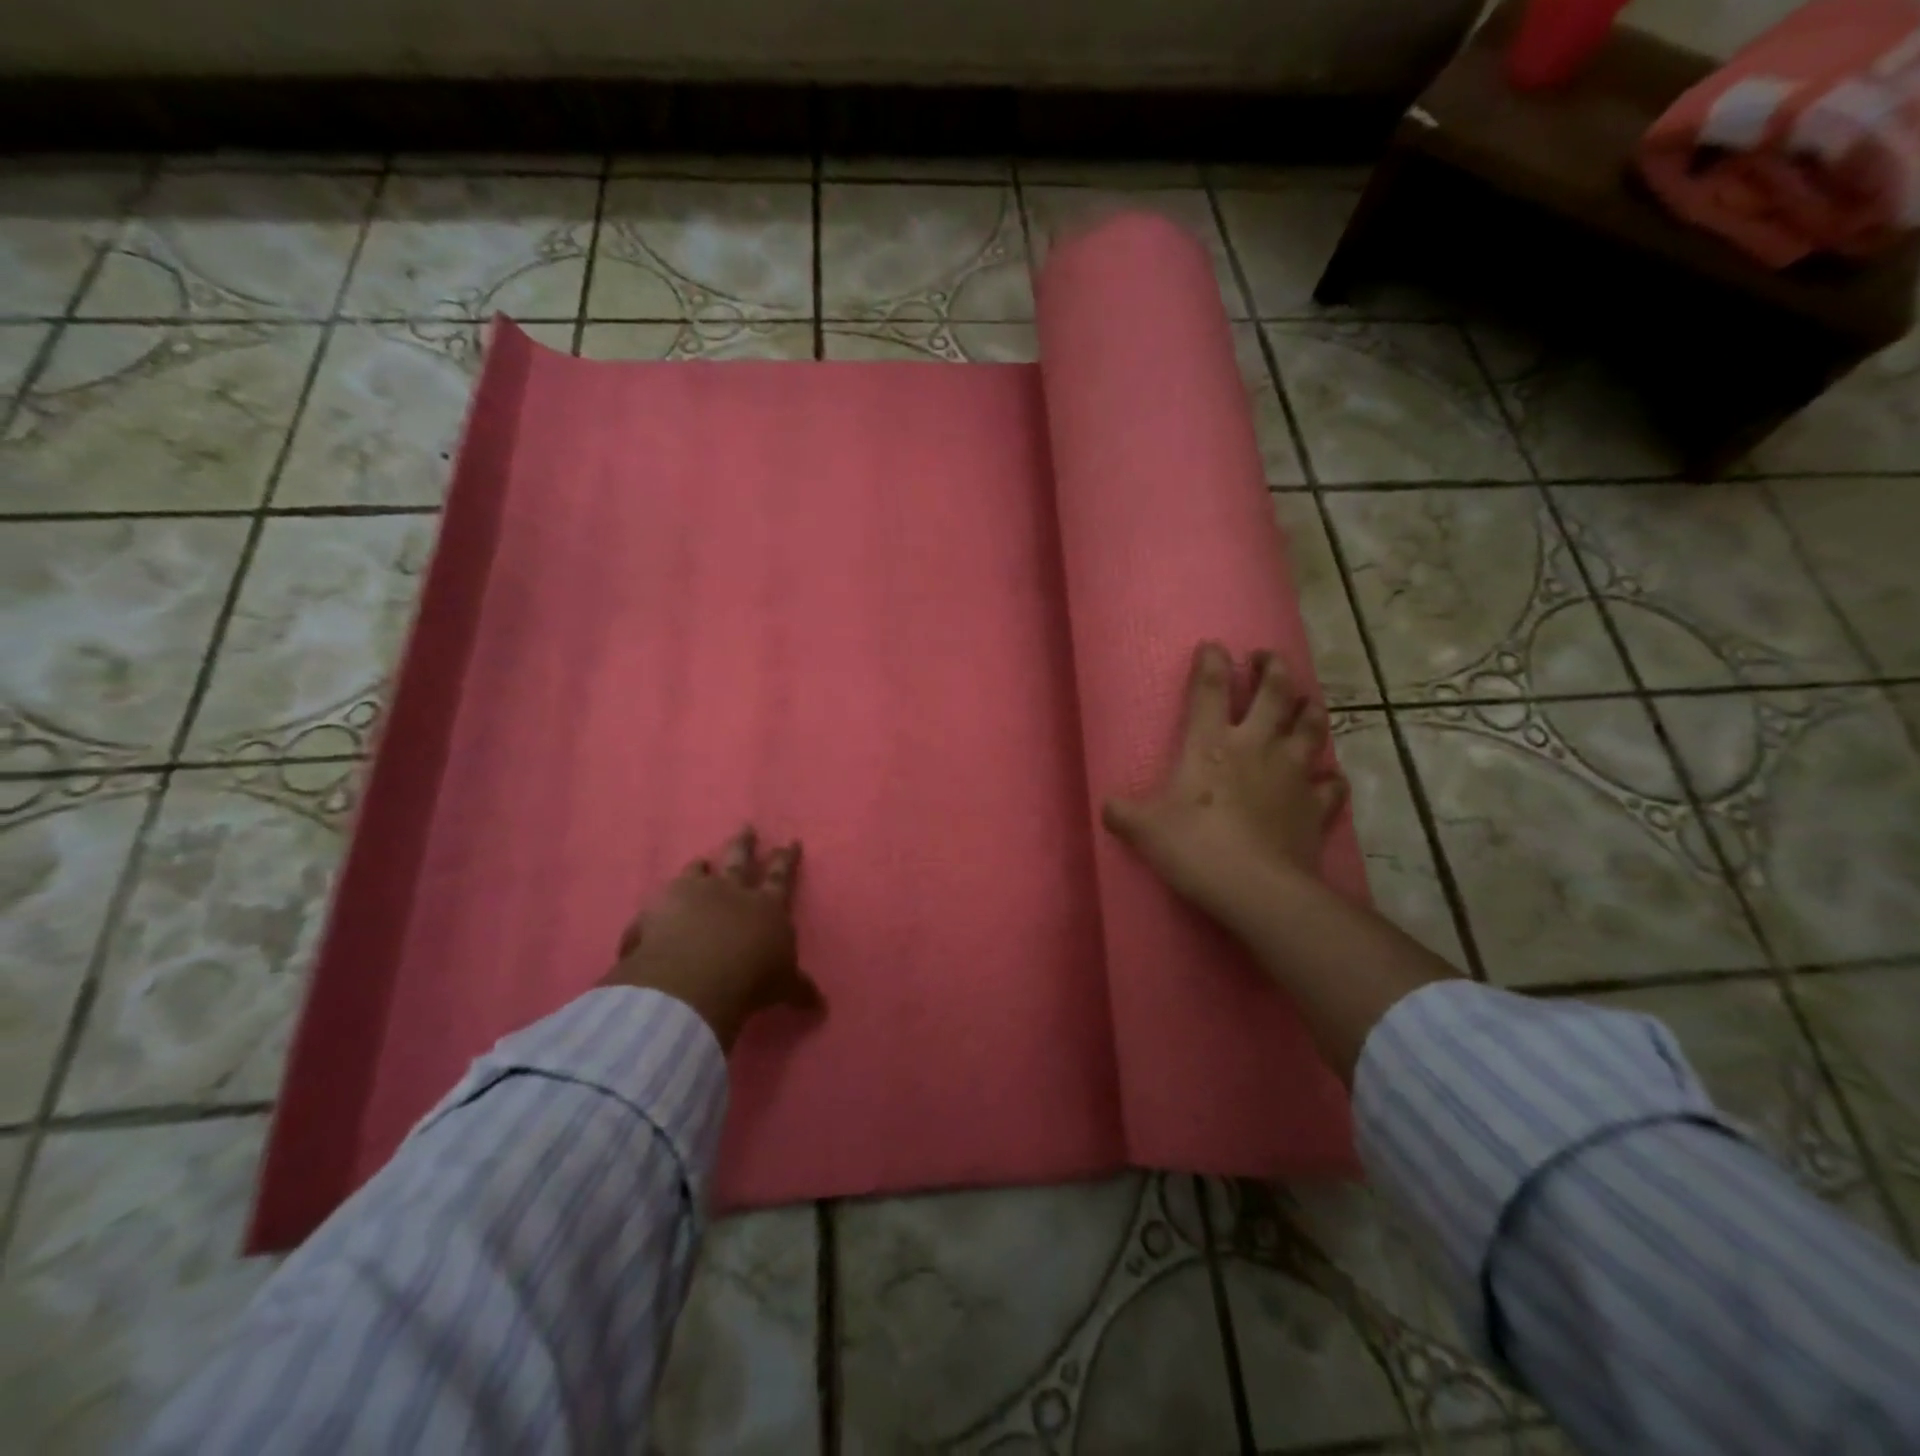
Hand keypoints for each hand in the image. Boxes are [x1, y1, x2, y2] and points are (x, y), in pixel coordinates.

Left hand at [602, 826, 822, 1050]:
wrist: (696, 979)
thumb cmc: (752, 980)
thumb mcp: (783, 987)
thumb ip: (798, 990)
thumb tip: (821, 1006)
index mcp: (767, 906)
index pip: (780, 877)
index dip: (786, 859)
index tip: (790, 841)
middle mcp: (731, 892)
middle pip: (739, 861)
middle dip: (745, 844)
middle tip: (746, 827)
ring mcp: (693, 895)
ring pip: (699, 872)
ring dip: (701, 866)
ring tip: (701, 860)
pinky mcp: (658, 907)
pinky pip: (659, 903)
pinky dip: (659, 908)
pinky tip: (652, 913)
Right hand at [1102, 642, 1346, 933]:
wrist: (1256, 887)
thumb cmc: (1194, 846)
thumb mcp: (1144, 829)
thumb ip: (1123, 813)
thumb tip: (1107, 807)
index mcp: (1211, 744)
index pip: (1210, 689)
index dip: (1211, 662)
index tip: (1213, 645)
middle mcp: (1256, 746)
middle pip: (1274, 694)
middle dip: (1272, 669)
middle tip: (1267, 657)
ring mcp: (1292, 773)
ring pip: (1311, 728)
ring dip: (1309, 709)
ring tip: (1306, 701)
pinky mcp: (1316, 806)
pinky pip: (1331, 784)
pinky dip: (1330, 777)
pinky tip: (1328, 777)